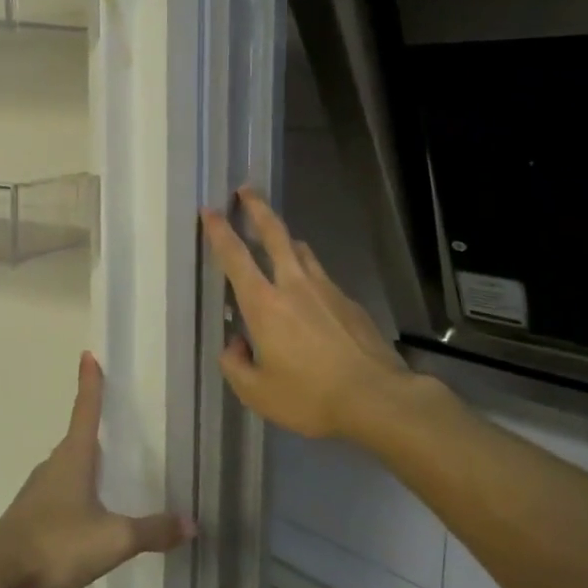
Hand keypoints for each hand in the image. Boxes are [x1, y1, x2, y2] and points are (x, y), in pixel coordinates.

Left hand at [0, 352, 192, 587]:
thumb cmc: (57, 543)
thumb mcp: (114, 539)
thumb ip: (152, 530)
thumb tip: (192, 523)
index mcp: (74, 457)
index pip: (85, 410)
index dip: (90, 383)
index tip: (88, 355)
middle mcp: (54, 464)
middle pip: (78, 437)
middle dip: (95, 424)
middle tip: (117, 417)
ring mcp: (39, 489)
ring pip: (69, 465)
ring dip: (87, 461)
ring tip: (112, 467)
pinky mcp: (32, 513)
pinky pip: (62, 490)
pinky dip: (79, 488)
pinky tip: (91, 510)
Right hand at [200, 188, 415, 440]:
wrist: (377, 397)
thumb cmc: (310, 396)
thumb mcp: (257, 393)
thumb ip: (235, 365)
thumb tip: (235, 344)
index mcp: (264, 304)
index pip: (235, 257)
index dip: (220, 231)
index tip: (210, 210)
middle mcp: (294, 285)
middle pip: (275, 233)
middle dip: (257, 208)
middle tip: (246, 189)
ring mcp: (326, 289)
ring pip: (301, 250)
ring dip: (285, 237)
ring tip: (277, 237)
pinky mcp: (349, 301)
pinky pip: (321, 275)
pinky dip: (307, 271)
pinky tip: (309, 292)